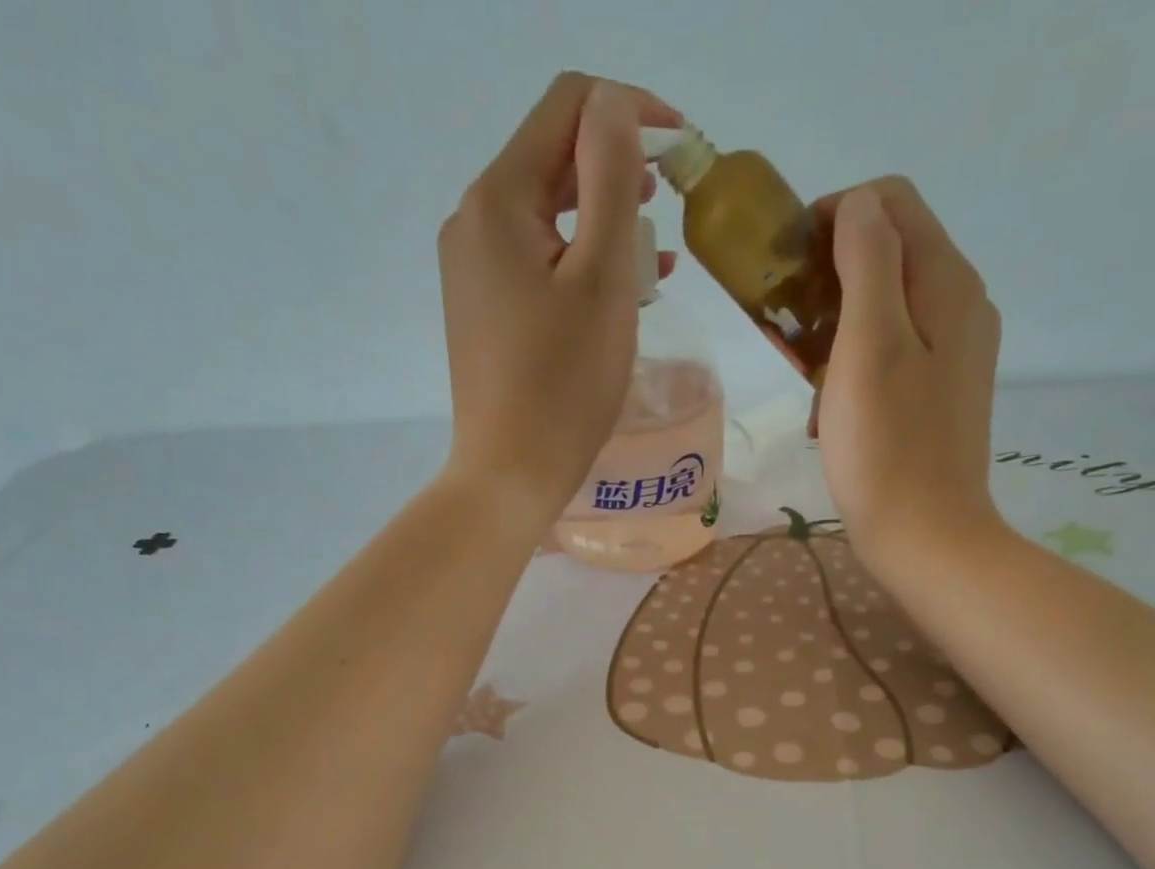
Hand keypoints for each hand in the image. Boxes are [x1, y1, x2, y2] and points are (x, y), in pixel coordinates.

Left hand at [438, 73, 679, 516]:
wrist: (509, 476)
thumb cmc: (563, 386)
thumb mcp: (602, 277)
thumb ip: (611, 177)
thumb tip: (614, 106)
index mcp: (497, 200)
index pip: (567, 107)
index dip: (629, 111)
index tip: (682, 149)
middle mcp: (473, 222)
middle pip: (554, 161)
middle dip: (618, 172)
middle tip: (671, 207)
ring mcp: (472, 270)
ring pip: (549, 217)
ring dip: (604, 222)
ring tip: (655, 258)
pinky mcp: (482, 311)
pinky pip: (537, 262)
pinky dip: (580, 263)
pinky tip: (619, 290)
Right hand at [814, 179, 1006, 572]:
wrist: (925, 537)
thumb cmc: (886, 447)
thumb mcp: (868, 345)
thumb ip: (866, 262)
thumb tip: (858, 205)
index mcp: (947, 282)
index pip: (891, 203)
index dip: (834, 218)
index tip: (789, 270)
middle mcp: (962, 304)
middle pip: (892, 252)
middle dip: (832, 275)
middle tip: (791, 329)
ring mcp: (956, 351)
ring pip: (890, 305)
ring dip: (839, 326)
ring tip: (807, 378)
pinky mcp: (942, 392)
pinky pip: (897, 351)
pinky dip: (858, 364)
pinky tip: (833, 409)